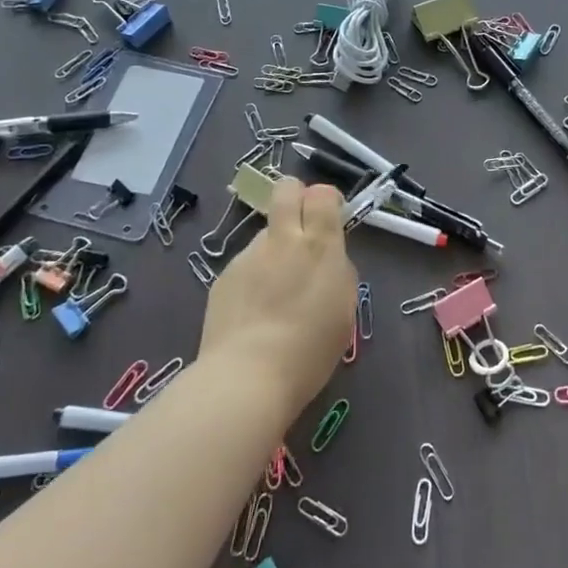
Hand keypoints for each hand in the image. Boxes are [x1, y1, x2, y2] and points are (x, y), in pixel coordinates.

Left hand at [199, 176, 356, 418]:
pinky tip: (254, 311)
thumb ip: (337, 271)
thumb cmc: (309, 349)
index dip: (327, 199)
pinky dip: (254, 277)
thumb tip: (327, 259)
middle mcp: (282, 240)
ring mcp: (248, 256)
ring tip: (276, 291)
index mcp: (319, 245)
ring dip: (275, 248)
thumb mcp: (343, 308)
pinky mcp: (224, 276)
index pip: (322, 193)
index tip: (331, 218)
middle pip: (286, 189)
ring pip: (266, 233)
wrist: (247, 377)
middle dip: (295, 196)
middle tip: (302, 225)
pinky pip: (246, 263)